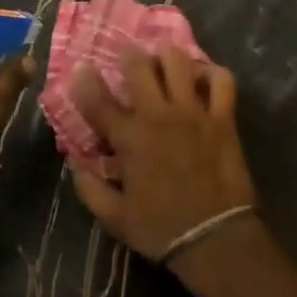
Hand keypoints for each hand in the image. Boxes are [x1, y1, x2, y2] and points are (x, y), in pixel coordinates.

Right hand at [68, 48, 257, 266]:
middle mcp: (158, 116)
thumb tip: (73, 161)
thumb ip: (89, 187)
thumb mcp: (114, 217)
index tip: (81, 66)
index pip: (98, 101)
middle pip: (139, 67)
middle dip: (129, 56)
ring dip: (167, 57)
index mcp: (129, 138)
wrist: (215, 240)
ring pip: (178, 63)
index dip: (85, 80)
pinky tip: (203, 77)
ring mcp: (193, 113)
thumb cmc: (161, 228)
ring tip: (164, 61)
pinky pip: (221, 81)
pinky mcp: (222, 119)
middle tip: (128, 57)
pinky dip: (212, 73)